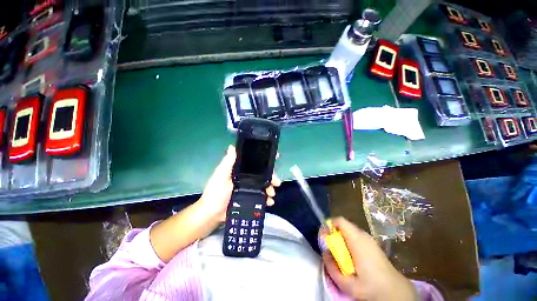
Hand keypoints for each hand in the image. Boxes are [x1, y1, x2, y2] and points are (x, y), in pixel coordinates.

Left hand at [198, 145, 281, 221]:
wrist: (212, 215)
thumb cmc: (215, 193)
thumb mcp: (221, 176)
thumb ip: (227, 163)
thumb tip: (232, 146)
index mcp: (240, 170)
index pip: (254, 162)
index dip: (264, 159)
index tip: (275, 157)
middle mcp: (246, 177)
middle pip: (262, 174)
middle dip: (271, 177)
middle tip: (277, 182)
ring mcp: (249, 188)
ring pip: (264, 185)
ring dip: (270, 188)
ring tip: (272, 194)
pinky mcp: (251, 198)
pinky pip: (262, 196)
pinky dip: (267, 198)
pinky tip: (270, 201)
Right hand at [322, 217, 416, 300]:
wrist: (395, 291)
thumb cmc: (371, 286)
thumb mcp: (347, 282)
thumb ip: (331, 266)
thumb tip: (324, 251)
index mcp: (357, 239)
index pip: (339, 221)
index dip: (328, 225)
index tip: (324, 237)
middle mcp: (363, 234)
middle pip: (342, 225)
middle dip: (333, 233)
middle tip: (330, 247)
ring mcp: (369, 238)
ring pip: (348, 230)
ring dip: (341, 238)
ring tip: (340, 253)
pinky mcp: (372, 243)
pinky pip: (355, 236)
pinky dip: (348, 241)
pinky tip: (351, 256)